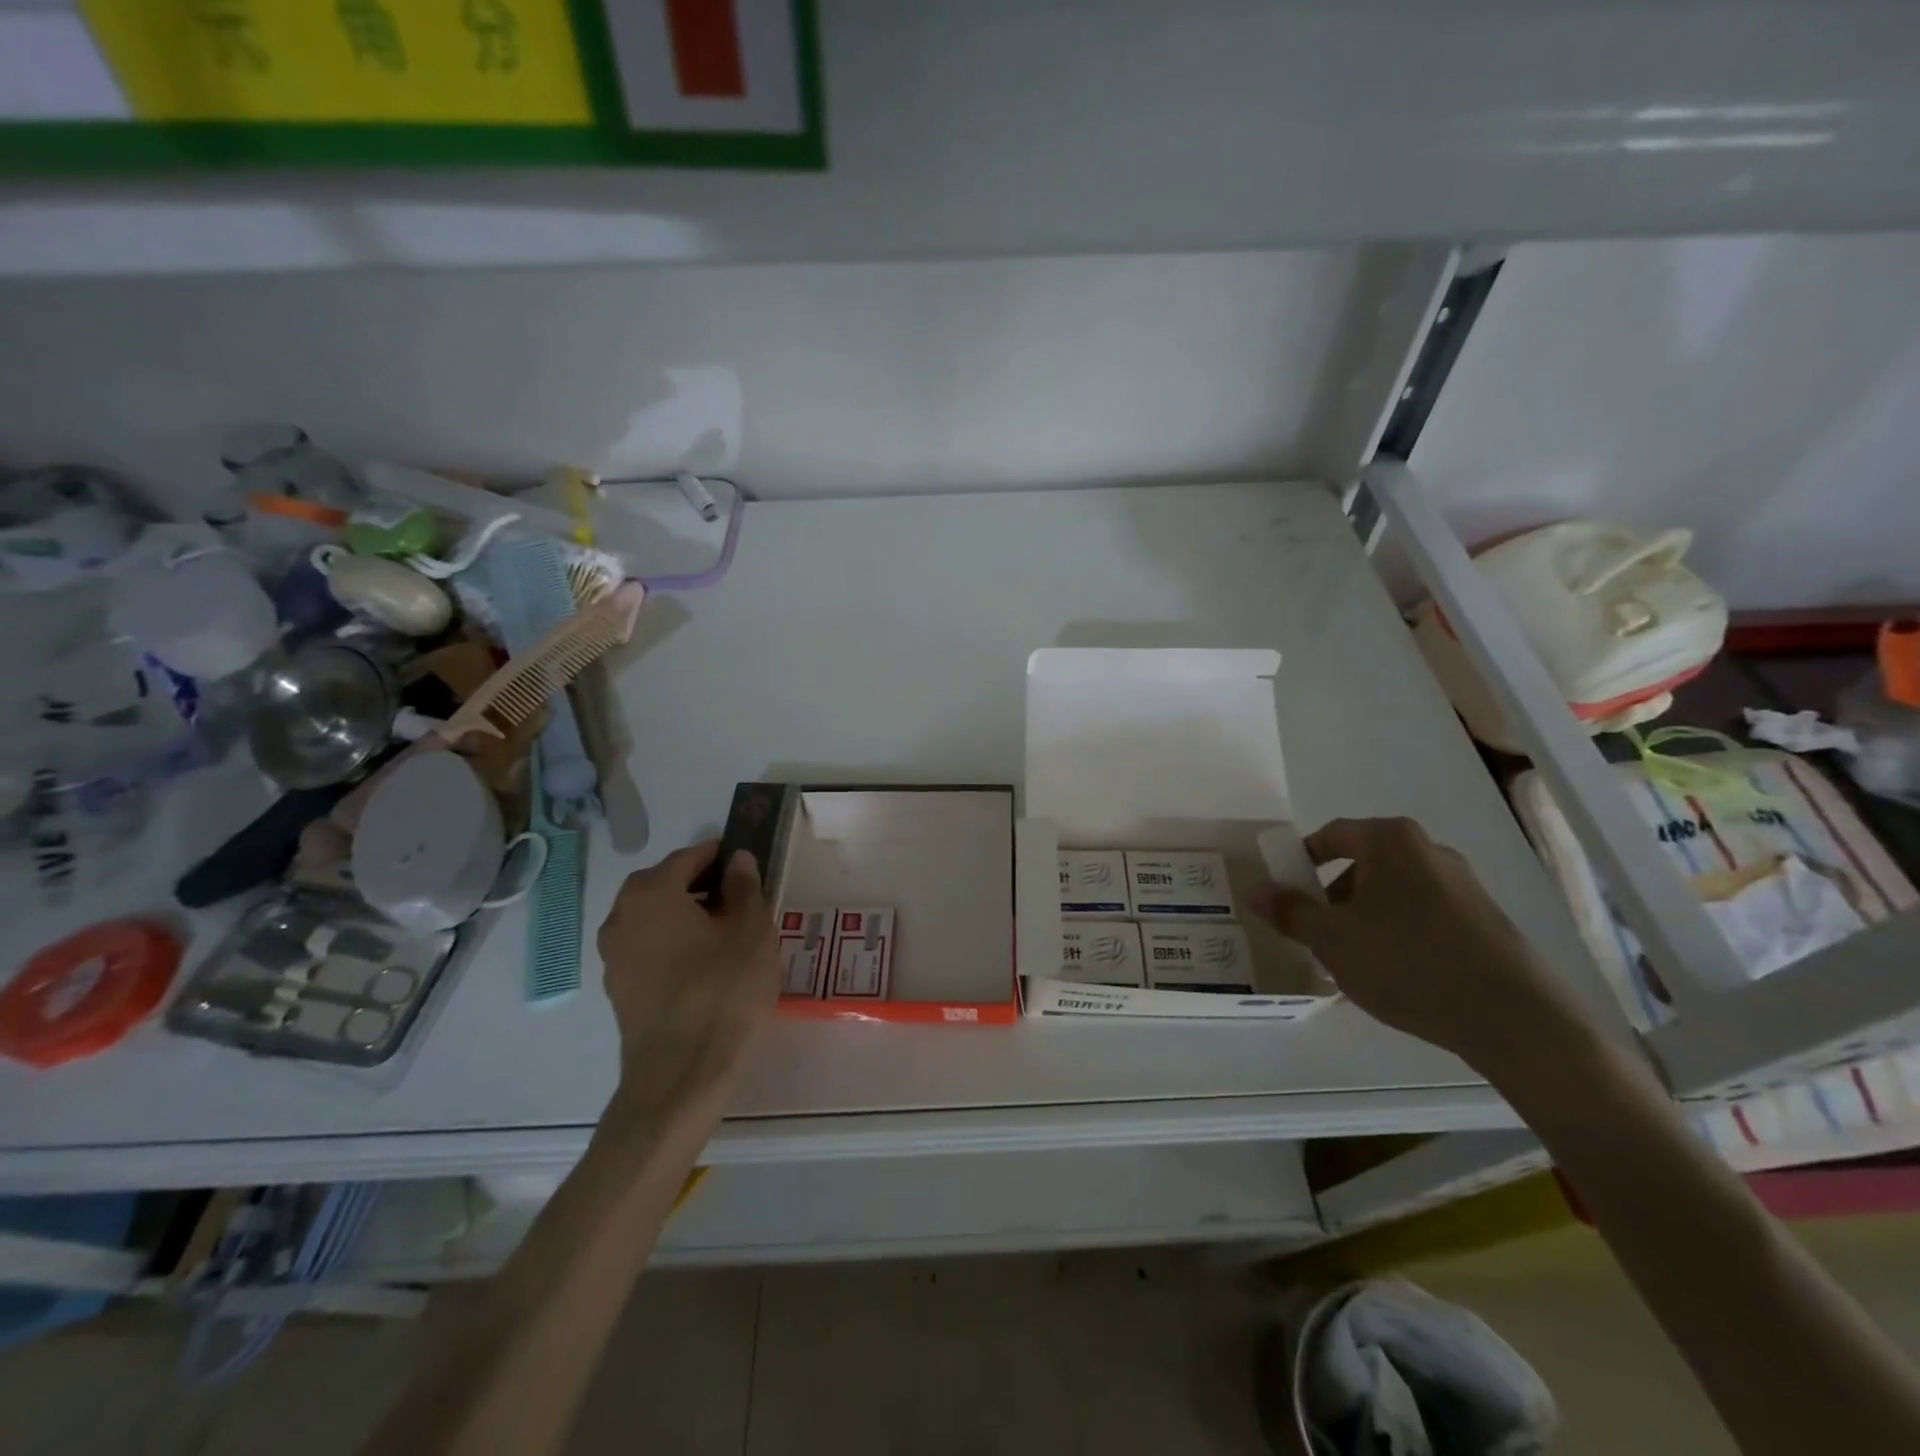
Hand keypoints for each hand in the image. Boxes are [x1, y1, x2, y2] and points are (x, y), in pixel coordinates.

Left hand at [595, 840, 779, 1117]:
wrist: (681, 1074)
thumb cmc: (723, 991)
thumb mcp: (751, 931)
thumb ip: (745, 887)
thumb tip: (737, 860)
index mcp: (652, 892)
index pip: (689, 858)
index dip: (721, 858)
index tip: (748, 866)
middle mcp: (622, 916)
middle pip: (666, 886)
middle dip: (703, 886)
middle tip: (742, 901)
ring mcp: (614, 955)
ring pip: (656, 919)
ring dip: (688, 917)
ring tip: (728, 936)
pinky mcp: (619, 989)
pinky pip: (650, 949)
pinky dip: (675, 945)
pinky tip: (706, 966)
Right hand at [1251, 817, 1590, 1078]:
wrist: (1514, 1018)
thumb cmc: (1407, 961)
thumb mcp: (1331, 939)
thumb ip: (1289, 911)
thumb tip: (1255, 890)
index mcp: (1390, 840)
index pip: (1331, 835)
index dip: (1301, 860)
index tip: (1284, 891)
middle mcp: (1429, 850)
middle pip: (1363, 864)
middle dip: (1331, 896)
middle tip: (1314, 932)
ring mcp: (1463, 885)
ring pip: (1392, 892)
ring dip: (1364, 918)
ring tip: (1352, 961)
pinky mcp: (1485, 920)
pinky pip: (1423, 915)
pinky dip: (1398, 934)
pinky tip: (1394, 975)